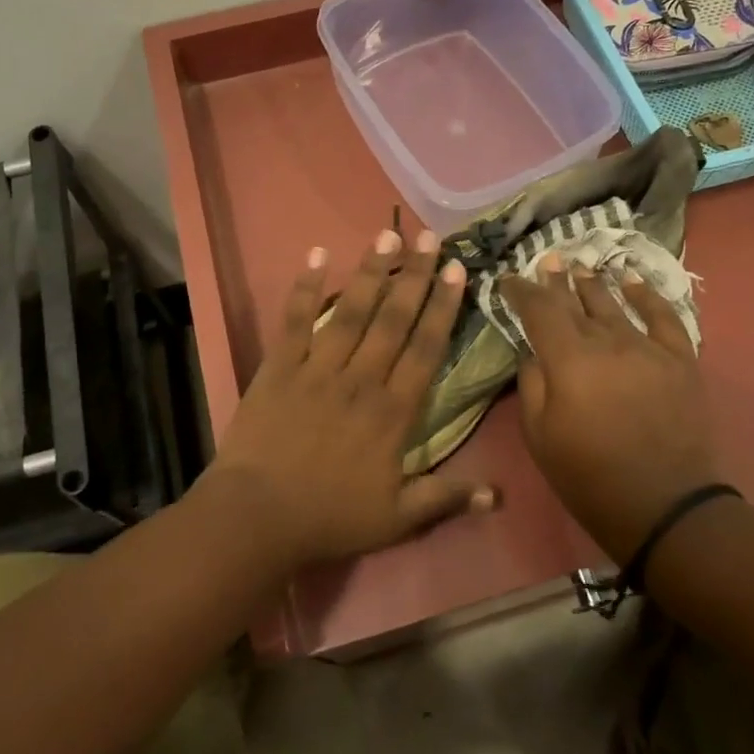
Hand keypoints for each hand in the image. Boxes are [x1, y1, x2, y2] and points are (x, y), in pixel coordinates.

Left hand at [202, 228, 493, 572]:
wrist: (256, 518)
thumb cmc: (329, 517)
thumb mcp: (396, 519)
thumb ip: (445, 497)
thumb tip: (498, 494)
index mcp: (392, 411)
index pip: (425, 348)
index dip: (444, 307)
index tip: (457, 271)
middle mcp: (360, 379)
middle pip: (392, 319)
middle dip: (414, 275)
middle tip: (430, 237)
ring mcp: (317, 368)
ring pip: (350, 310)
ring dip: (370, 271)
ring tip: (386, 234)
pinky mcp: (279, 367)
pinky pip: (295, 321)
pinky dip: (305, 287)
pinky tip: (316, 254)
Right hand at [499, 255, 721, 562]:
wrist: (666, 507)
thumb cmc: (590, 476)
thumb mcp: (540, 436)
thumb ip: (532, 384)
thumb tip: (533, 352)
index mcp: (568, 359)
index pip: (539, 310)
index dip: (521, 291)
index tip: (508, 280)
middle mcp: (608, 341)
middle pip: (576, 301)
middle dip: (556, 281)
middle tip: (546, 261)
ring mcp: (648, 347)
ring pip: (615, 304)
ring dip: (593, 283)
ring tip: (580, 267)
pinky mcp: (680, 359)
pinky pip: (663, 317)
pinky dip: (647, 295)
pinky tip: (633, 281)